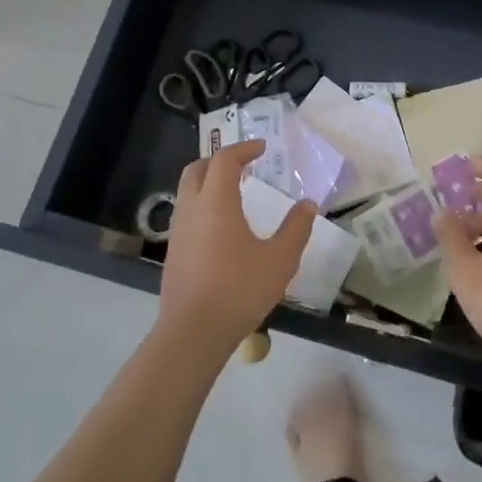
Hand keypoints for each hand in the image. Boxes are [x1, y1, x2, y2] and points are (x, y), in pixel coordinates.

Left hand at [157, 140, 314, 357]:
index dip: (244, 149)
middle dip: (219, 160)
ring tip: (235, 194)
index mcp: (216, 201)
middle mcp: (192, 209)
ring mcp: (178, 232)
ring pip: (188, 192)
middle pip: (197, 169)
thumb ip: (296, 228)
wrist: (193, 333)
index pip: (225, 160)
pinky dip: (203, 206)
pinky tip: (222, 228)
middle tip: (243, 165)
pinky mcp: (173, 254)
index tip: (262, 149)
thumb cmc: (239, 289)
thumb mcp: (279, 259)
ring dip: (209, 183)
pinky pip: (186, 215)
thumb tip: (308, 204)